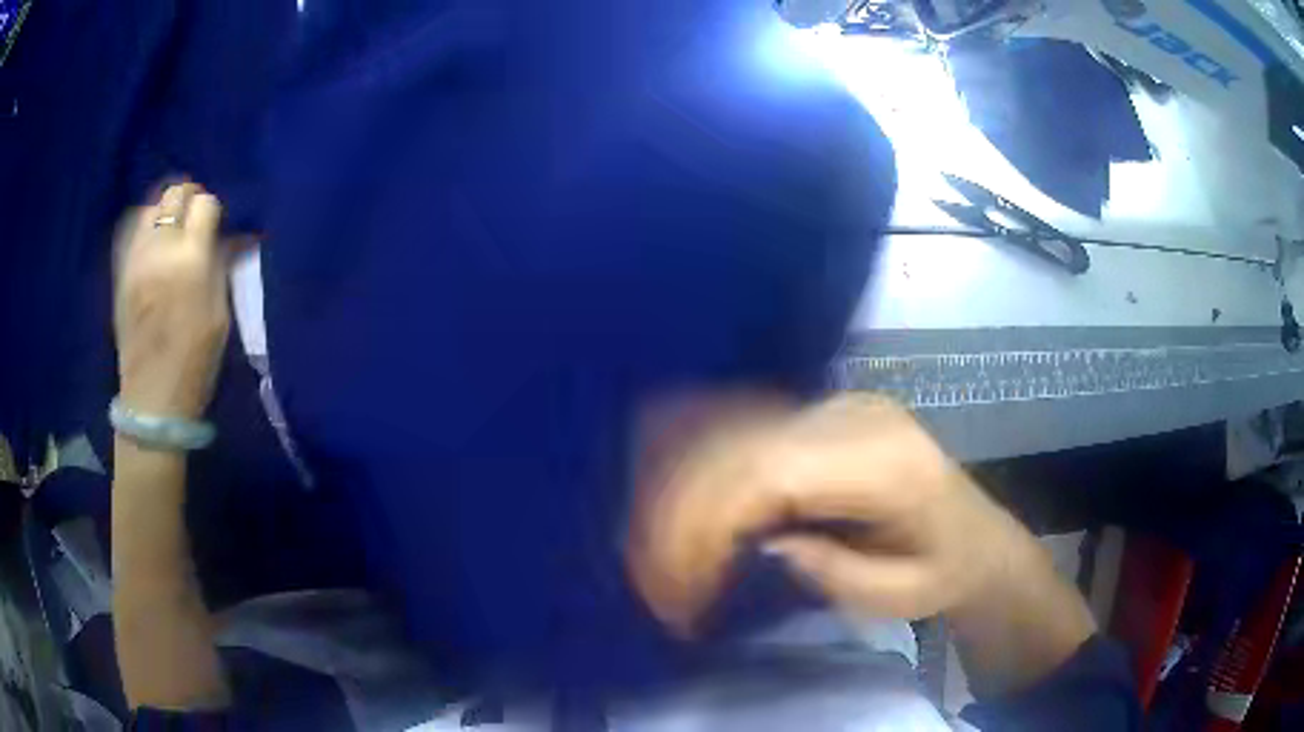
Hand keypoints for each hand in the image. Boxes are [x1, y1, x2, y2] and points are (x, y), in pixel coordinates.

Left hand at [114, 183, 230, 419]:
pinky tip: (152, 241)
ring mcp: (136, 258)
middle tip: (196, 221)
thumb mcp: (220, 315)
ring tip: (172, 229)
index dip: (214, 211)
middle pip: (176, 194)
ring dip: (165, 210)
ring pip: (151, 206)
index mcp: (191, 260)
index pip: (205, 204)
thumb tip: (236, 235)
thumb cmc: (195, 363)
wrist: (151, 400)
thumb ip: (223, 266)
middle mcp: (160, 249)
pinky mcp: (121, 272)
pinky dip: (145, 225)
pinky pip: (132, 228)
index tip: (218, 228)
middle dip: (190, 200)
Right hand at [627, 393, 1051, 632]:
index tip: (680, 585)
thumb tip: (753, 544)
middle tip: (654, 577)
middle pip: (744, 447)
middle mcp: (857, 417)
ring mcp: (838, 405)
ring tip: (654, 544)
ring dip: (682, 485)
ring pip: (735, 429)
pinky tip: (671, 487)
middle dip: (683, 512)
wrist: (976, 538)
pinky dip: (702, 459)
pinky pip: (746, 427)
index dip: (712, 522)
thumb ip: (828, 571)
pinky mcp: (822, 411)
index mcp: (888, 464)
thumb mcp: (895, 596)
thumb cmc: (943, 574)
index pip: (775, 472)